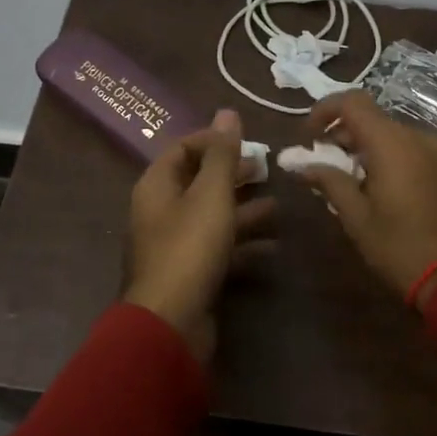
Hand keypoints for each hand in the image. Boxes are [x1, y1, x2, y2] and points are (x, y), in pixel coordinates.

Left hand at [125, 109, 276, 362]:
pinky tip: (273, 247)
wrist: (171, 323)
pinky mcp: (191, 274)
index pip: (182, 149)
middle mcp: (161, 212)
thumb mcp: (211, 195)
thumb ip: (222, 155)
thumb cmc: (189, 248)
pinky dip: (243, 246)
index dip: (214, 141)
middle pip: (198, 183)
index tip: (248, 141)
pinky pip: (218, 250)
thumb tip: (226, 112)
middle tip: (267, 169)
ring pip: (212, 218)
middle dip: (233, 175)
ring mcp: (175, 245)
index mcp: (157, 186)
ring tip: (279, 208)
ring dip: (243, 211)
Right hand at [301, 91, 436, 303]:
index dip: (325, 110)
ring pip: (392, 135)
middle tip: (323, 164)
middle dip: (343, 134)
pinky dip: (388, 157)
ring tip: (348, 180)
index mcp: (391, 142)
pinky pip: (411, 150)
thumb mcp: (356, 217)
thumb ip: (329, 181)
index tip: (309, 135)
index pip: (352, 102)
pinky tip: (377, 188)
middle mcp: (417, 137)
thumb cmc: (400, 246)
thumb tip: (301, 164)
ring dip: (366, 147)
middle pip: (372, 118)